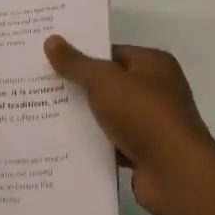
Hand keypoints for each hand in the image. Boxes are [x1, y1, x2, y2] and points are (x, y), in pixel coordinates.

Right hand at [45, 37, 214, 214]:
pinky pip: (111, 143)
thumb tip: (51, 40)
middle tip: (39, 86)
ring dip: (83, 118)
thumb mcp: (104, 81)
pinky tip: (63, 145)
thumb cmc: (144, 115)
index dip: (81, 55)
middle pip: (109, 84)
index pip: (111, 53)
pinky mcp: (145, 153)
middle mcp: (157, 90)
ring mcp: (152, 123)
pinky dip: (93, 144)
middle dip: (78, 87)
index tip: (49, 60)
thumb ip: (76, 64)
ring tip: (43, 114)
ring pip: (108, 115)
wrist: (176, 173)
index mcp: (154, 65)